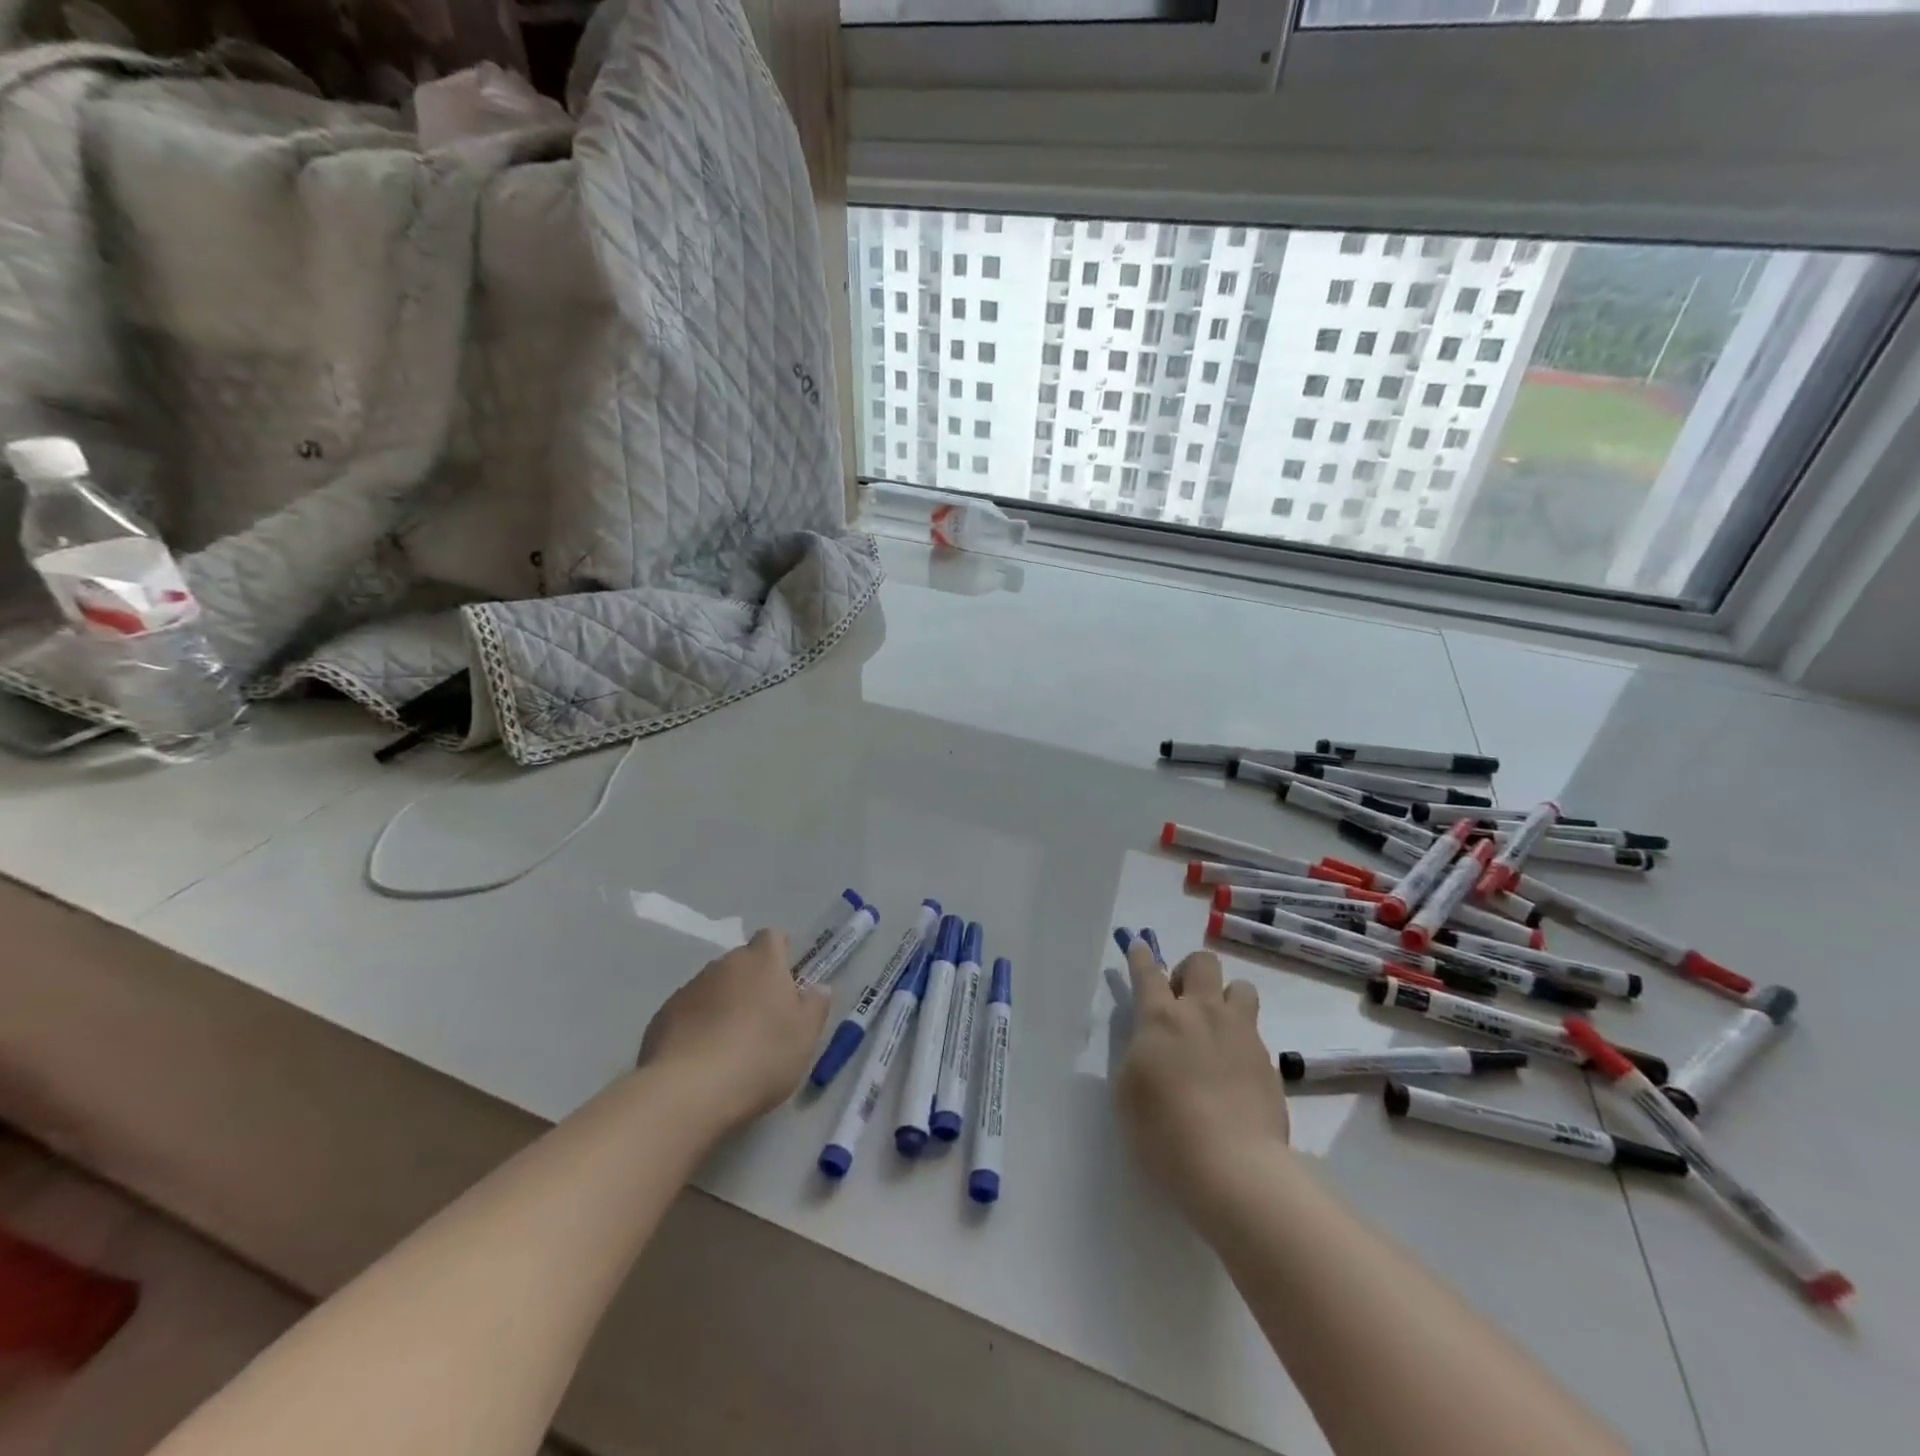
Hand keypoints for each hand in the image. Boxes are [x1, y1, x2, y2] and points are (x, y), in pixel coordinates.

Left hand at [638, 929, 830, 1132]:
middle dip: (753, 984)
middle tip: (764, 1021)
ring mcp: (689, 989)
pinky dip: (697, 1027)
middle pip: (742, 964)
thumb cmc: (760, 1055)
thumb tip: (817, 988)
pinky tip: (702, 1061)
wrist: (688, 1091)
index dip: (781, 953)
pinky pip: (688, 1014)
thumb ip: (815, 1006)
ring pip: (714, 989)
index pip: (773, 937)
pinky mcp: (661, 1017)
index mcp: (762, 961)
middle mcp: (724, 965)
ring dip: (723, 1006)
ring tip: (731, 1047)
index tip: (787, 980)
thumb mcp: (805, 1036)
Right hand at [1114, 938, 1289, 1228]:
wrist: (1233, 1167)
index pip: (1148, 973)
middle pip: (1203, 963)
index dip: (1141, 956)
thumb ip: (1139, 1053)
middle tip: (1181, 1001)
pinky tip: (1234, 1072)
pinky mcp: (1269, 1061)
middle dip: (1190, 971)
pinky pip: (1255, 1032)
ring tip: (1216, 1028)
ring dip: (1226, 998)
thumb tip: (1152, 1041)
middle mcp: (1203, 1013)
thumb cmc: (1164, 1131)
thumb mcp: (1128, 1090)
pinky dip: (1241, 1041)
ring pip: (1241, 987)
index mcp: (1161, 1018)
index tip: (1139, 945)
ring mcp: (1241, 1034)